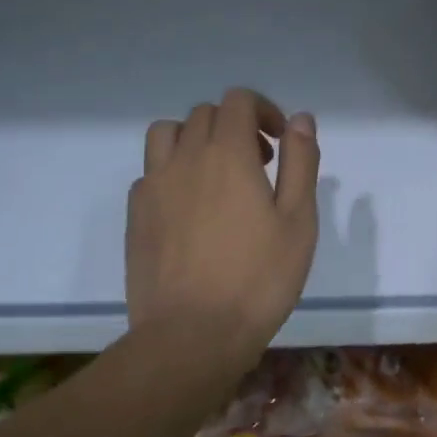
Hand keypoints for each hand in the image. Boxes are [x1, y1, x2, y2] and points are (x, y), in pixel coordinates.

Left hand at [126, 88, 319, 375]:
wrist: (192, 334)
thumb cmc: (258, 278)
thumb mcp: (298, 221)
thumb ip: (301, 163)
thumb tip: (300, 120)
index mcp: (227, 154)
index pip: (238, 101)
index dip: (263, 110)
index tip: (281, 142)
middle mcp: (184, 158)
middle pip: (205, 114)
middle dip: (236, 126)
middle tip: (260, 165)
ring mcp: (153, 186)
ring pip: (167, 134)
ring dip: (196, 140)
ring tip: (217, 175)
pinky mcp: (135, 215)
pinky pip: (151, 171)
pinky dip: (173, 172)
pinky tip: (191, 209)